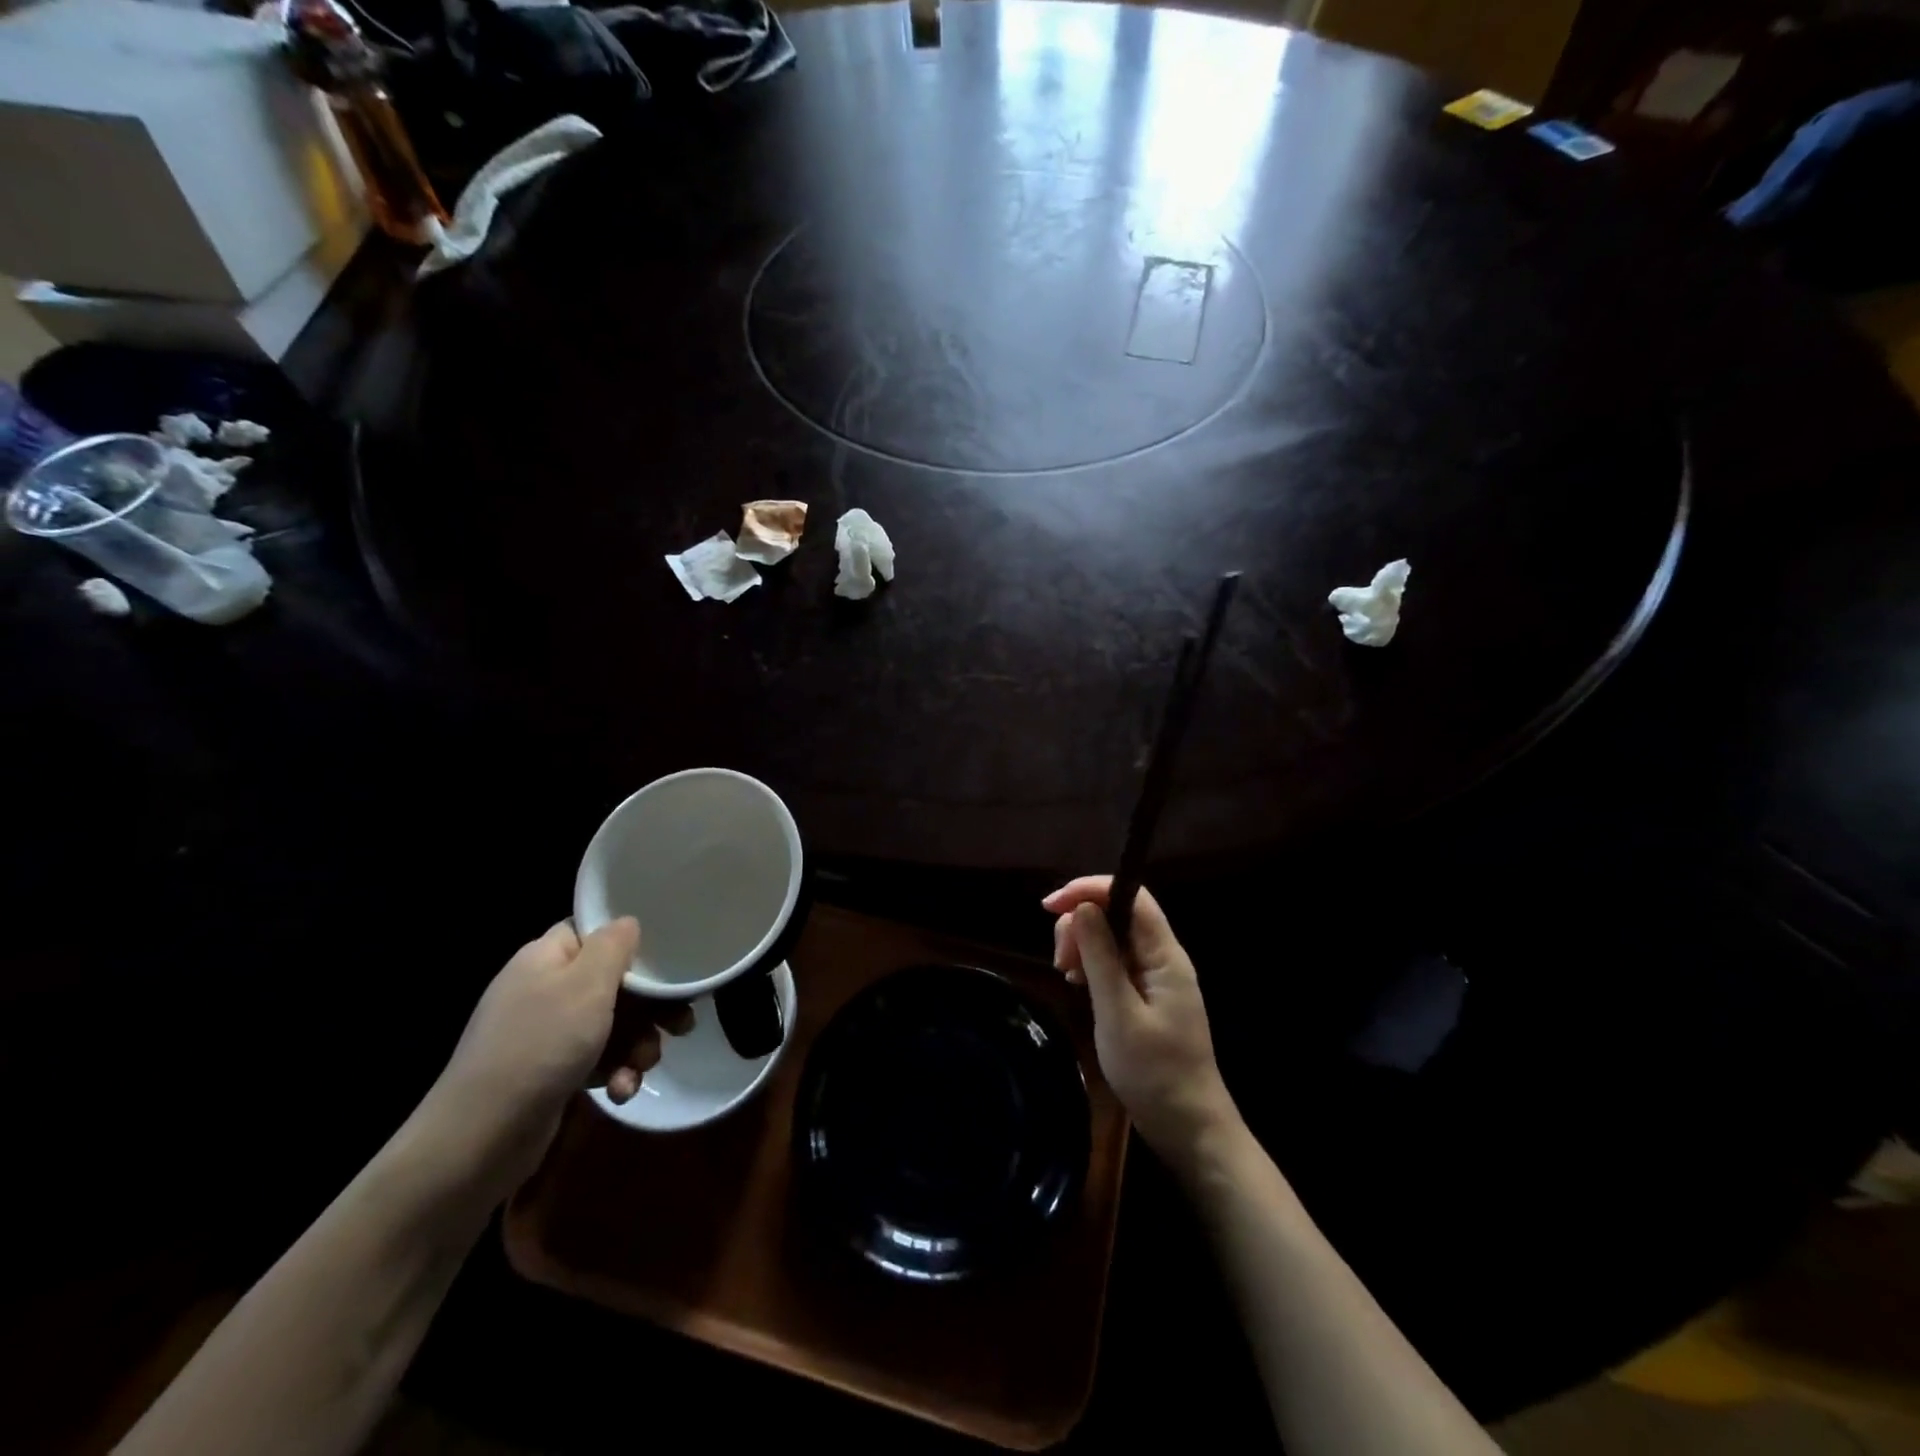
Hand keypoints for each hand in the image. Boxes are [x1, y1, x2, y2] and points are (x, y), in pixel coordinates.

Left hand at [423, 919, 685, 1187]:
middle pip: (612, 982)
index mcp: (545, 958)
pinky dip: (614, 1072)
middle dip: (650, 1006)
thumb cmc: (540, 1046)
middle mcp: (543, 990)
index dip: (629, 944)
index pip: (592, 933)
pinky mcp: (549, 1074)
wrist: (480, 1139)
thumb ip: (613, 946)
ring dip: (637, 1044)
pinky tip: (622, 1090)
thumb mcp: (586, 986)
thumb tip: (627, 921)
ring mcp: (544, 1034)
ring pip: (611, 1024)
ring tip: (644, 1065)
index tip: (665, 961)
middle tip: (680, 1024)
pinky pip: (595, 1059)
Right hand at [1044, 877, 1239, 1167]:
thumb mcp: (1118, 1014)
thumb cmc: (1155, 1073)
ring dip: (1082, 945)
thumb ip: (1101, 958)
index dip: (1090, 889)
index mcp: (1164, 956)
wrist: (1189, 1128)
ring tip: (1066, 977)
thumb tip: (1083, 908)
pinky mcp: (1146, 994)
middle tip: (1059, 961)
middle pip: (1117, 913)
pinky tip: (1078, 986)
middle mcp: (1162, 957)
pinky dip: (1091, 965)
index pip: (1130, 896)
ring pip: (1112, 936)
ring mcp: (1155, 976)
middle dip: (1081, 923)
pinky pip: (1114, 961)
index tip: (1050, 906)